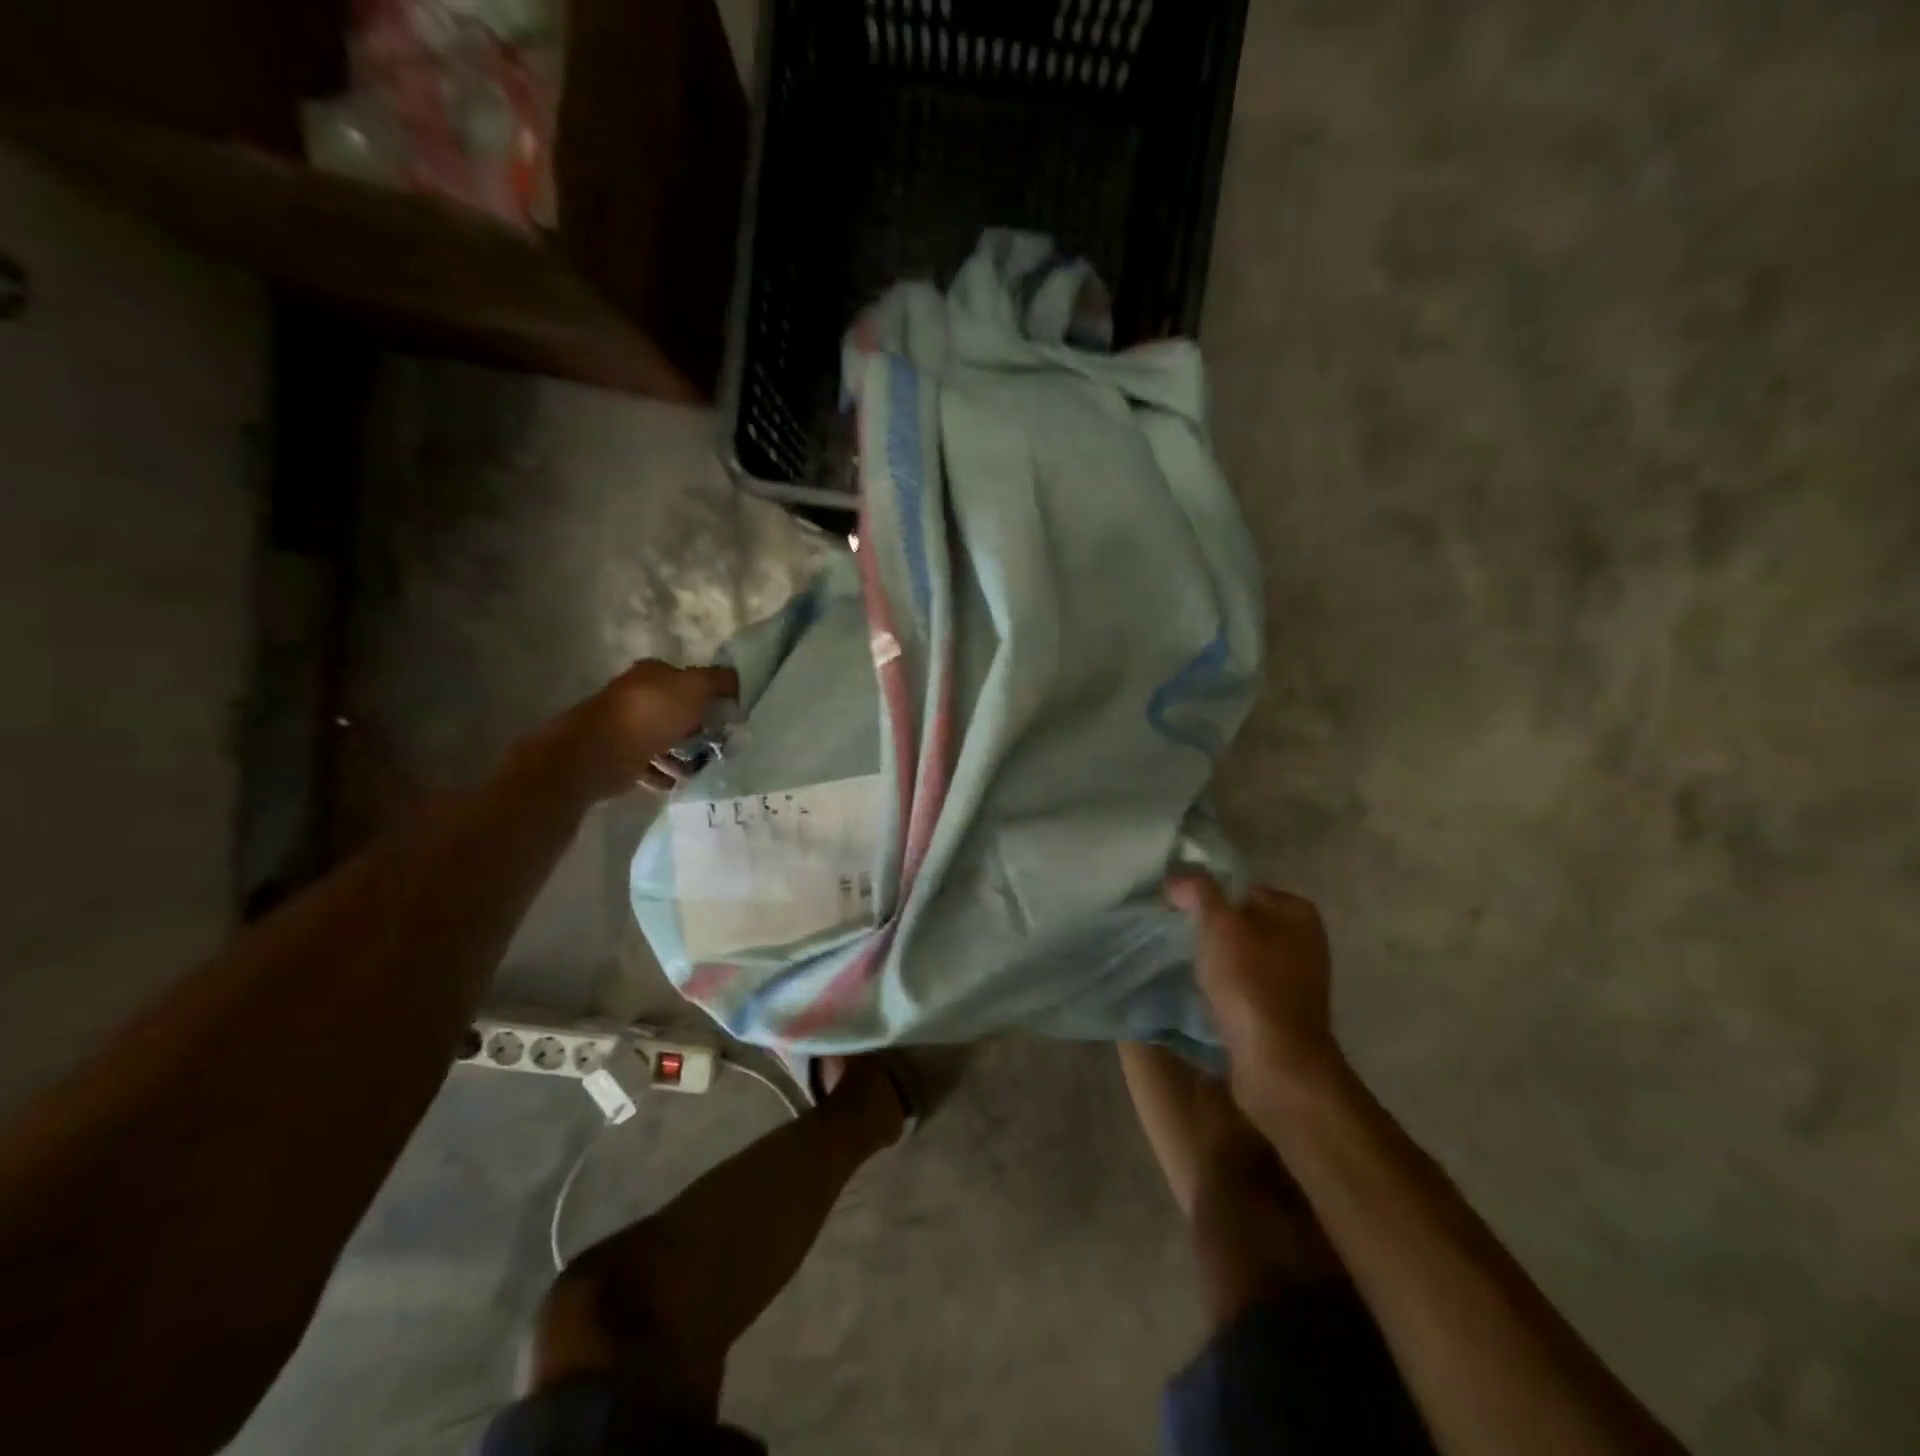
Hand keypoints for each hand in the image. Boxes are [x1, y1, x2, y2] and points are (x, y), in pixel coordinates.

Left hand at [533, 660, 738, 802]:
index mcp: (652, 675)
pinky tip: (680, 782)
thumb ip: (718, 681)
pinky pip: (651, 766)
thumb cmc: (651, 714)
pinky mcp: (620, 758)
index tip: (730, 716)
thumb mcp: (695, 687)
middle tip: (723, 745)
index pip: (688, 681)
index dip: (710, 696)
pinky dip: (666, 774)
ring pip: (665, 740)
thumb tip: (737, 681)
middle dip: (700, 729)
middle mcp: (637, 697)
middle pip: (677, 712)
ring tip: (704, 769)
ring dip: (684, 755)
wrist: (599, 752)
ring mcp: (626, 728)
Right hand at [1166, 871, 1348, 1111]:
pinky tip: (1208, 997)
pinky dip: (1228, 989)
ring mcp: (1300, 980)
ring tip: (1190, 970)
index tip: (1182, 914)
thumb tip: (1179, 877)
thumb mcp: (1218, 923)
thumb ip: (1199, 890)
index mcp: (1298, 912)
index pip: (1243, 889)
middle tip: (1181, 940)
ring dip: (1219, 963)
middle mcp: (1306, 942)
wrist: (1276, 1061)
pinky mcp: (1286, 1012)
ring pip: (1245, 957)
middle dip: (1214, 931)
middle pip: (1244, 923)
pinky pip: (1248, 987)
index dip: (1210, 898)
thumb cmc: (1250, 981)